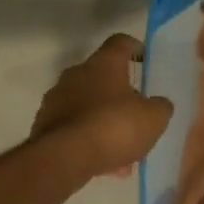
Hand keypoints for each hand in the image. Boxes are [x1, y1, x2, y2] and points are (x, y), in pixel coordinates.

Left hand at [29, 34, 172, 177]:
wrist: (64, 158)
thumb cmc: (114, 127)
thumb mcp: (153, 118)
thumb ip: (160, 107)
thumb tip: (158, 104)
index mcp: (103, 64)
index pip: (120, 42)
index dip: (135, 48)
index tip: (145, 60)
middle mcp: (76, 74)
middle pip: (101, 75)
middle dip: (119, 92)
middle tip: (136, 112)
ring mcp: (56, 99)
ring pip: (87, 104)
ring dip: (104, 119)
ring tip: (122, 147)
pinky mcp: (44, 125)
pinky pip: (74, 127)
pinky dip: (89, 138)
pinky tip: (104, 161)